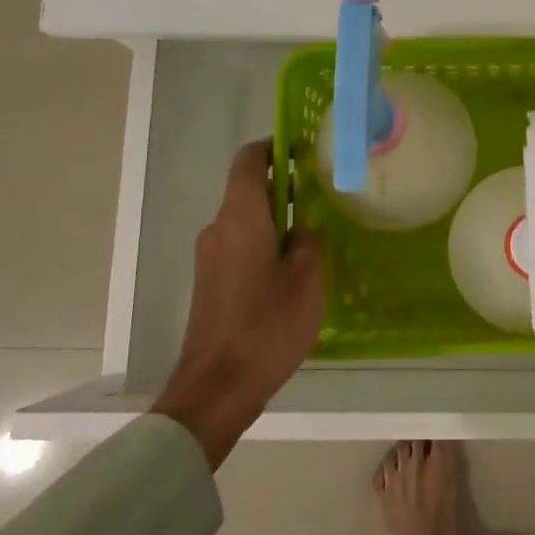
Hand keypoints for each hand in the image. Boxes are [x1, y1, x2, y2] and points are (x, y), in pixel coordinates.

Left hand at [153, 140, 325, 468]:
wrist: (217, 387)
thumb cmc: (267, 325)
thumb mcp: (307, 278)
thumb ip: (309, 241)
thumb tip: (303, 228)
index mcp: (241, 218)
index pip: (248, 161)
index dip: (273, 147)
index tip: (303, 149)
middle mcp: (219, 229)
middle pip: (249, 190)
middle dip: (285, 186)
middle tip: (325, 193)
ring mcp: (210, 257)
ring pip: (246, 220)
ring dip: (277, 218)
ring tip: (316, 232)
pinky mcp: (211, 282)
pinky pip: (240, 245)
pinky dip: (265, 243)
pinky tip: (293, 267)